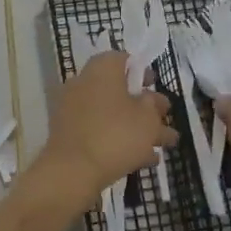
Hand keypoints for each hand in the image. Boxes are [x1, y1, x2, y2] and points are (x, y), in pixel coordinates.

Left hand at [31, 51, 176, 215]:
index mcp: (101, 69)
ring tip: (160, 147)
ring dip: (135, 127)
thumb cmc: (116, 135)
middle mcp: (83, 83)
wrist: (72, 171)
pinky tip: (141, 160)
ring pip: (110, 113)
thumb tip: (152, 98)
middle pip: (118, 89)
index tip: (155, 87)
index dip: (142, 71)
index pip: (123, 59)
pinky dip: (117, 140)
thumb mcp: (147, 118)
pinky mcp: (68, 133)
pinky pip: (98, 130)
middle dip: (143, 106)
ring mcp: (72, 109)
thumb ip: (154, 104)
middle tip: (162, 121)